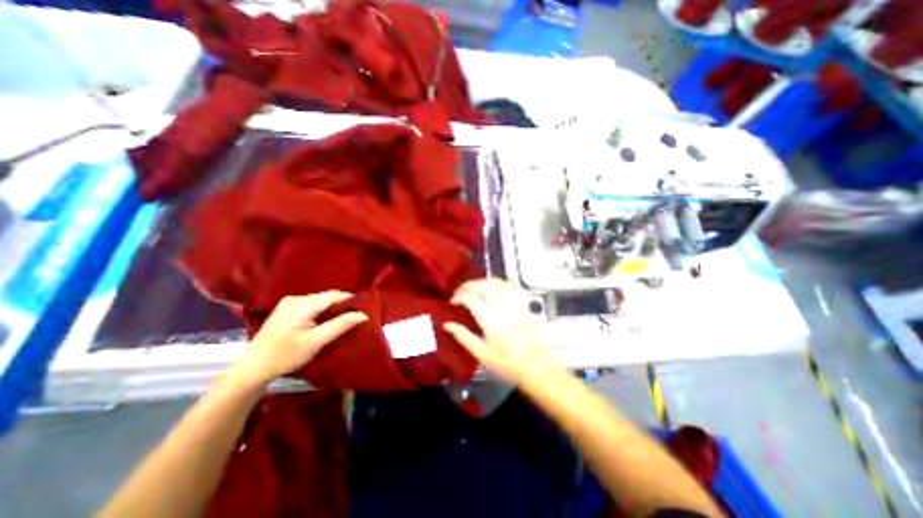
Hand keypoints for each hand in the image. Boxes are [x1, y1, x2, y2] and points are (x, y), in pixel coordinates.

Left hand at [228, 291, 367, 388]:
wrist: (252, 369)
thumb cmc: (285, 356)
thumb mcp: (316, 342)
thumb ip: (340, 326)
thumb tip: (363, 315)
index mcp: (301, 304)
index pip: (333, 295)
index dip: (350, 299)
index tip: (365, 307)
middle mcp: (295, 298)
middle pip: (326, 297)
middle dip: (342, 304)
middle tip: (356, 315)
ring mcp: (289, 303)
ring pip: (320, 301)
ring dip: (333, 308)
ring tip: (345, 318)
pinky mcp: (287, 310)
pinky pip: (312, 305)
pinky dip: (323, 311)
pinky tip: (328, 320)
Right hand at [441, 280, 563, 383]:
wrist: (536, 367)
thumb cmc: (507, 364)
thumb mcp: (481, 354)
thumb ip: (463, 336)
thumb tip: (447, 324)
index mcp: (491, 321)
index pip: (471, 299)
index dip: (458, 297)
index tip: (452, 302)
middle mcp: (503, 308)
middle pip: (484, 285)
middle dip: (468, 285)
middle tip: (460, 292)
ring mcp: (515, 304)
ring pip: (497, 282)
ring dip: (483, 282)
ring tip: (474, 289)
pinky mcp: (524, 304)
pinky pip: (511, 286)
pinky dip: (499, 284)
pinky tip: (493, 289)